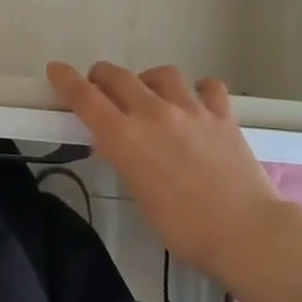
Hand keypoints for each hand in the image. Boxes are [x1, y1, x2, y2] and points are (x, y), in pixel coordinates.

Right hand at [46, 60, 289, 280]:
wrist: (245, 232)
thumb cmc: (184, 230)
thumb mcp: (140, 196)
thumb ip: (126, 160)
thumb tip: (117, 144)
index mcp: (126, 138)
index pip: (86, 98)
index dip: (66, 80)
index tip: (56, 70)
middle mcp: (154, 113)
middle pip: (118, 76)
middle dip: (102, 76)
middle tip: (100, 86)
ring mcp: (191, 109)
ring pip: (161, 73)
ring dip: (149, 80)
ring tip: (151, 94)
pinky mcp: (222, 114)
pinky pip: (207, 87)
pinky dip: (199, 90)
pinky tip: (198, 101)